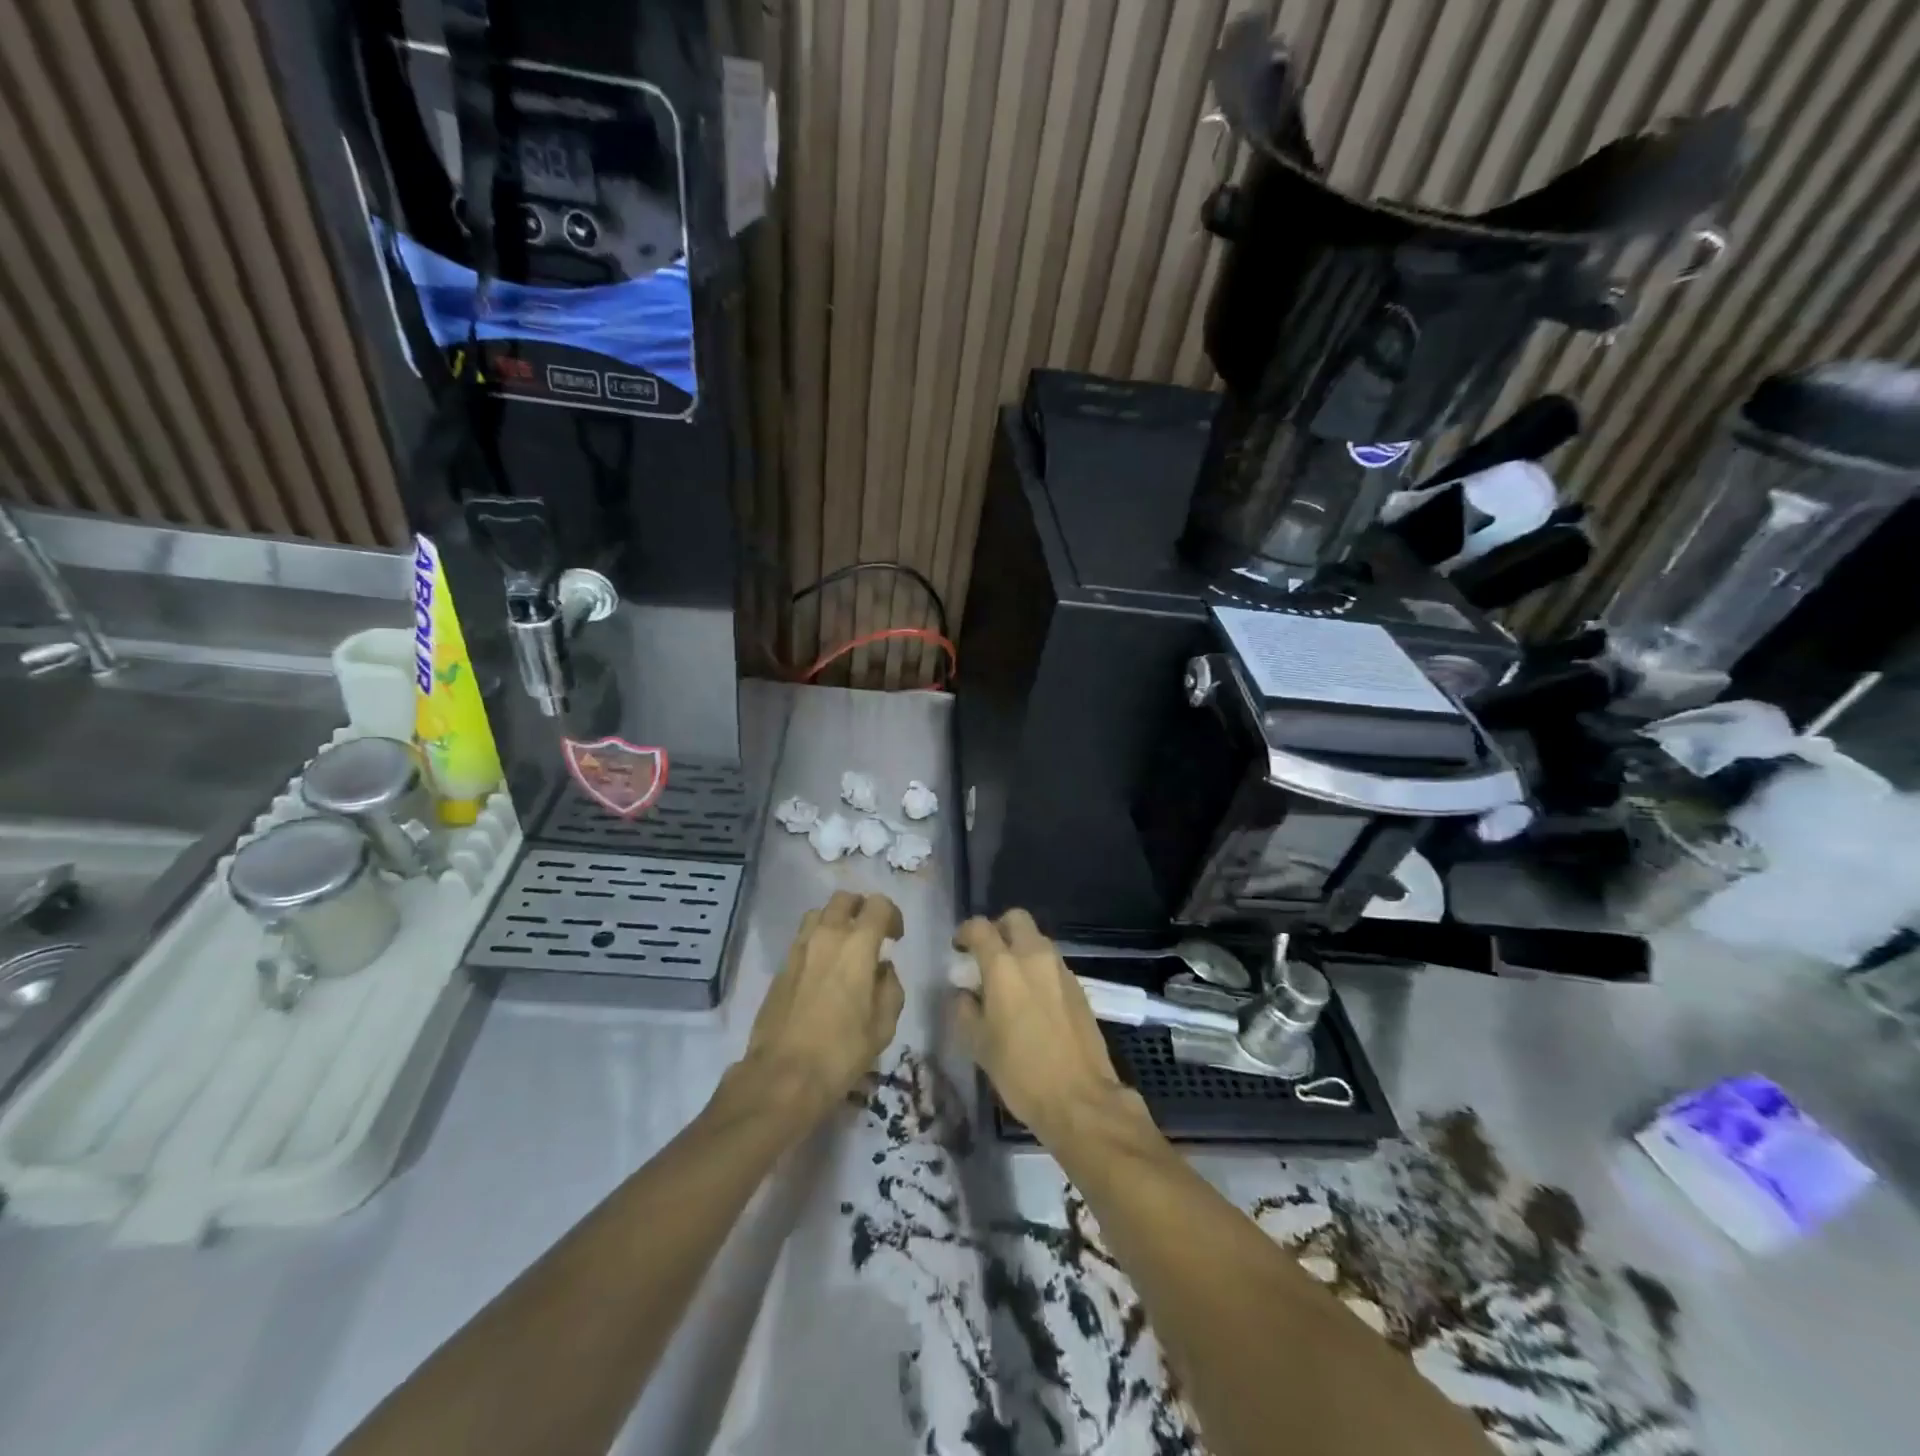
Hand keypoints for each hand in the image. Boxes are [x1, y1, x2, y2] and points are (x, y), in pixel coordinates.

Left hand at [740, 891, 905, 1123]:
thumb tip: (883, 969)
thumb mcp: (884, 1025)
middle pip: (844, 899)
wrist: (783, 1075)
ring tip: (844, 947)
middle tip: (870, 934)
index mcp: (857, 945)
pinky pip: (802, 938)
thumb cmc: (842, 1051)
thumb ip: (890, 987)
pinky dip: (817, 941)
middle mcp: (826, 936)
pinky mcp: (780, 967)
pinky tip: (823, 970)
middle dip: (861, 908)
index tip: (895, 938)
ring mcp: (798, 949)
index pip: (877, 904)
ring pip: (819, 914)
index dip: (891, 915)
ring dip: (835, 920)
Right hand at [951, 910, 1130, 1140]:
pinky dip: (1038, 969)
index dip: (965, 932)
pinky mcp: (1079, 987)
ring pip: (1037, 940)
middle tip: (987, 955)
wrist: (1080, 1099)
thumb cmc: (1020, 1072)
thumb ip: (965, 1009)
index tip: (958, 948)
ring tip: (1010, 981)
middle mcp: (1035, 957)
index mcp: (1004, 967)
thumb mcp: (978, 1045)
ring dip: (1021, 949)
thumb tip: (964, 993)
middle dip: (999, 929)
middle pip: (1016, 919)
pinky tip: (1033, 1000)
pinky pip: (1053, 964)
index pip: (981, 927)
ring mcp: (1061, 970)